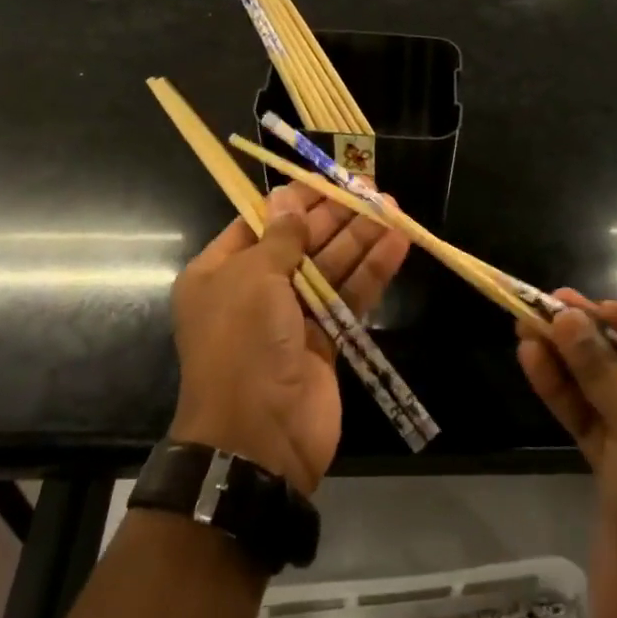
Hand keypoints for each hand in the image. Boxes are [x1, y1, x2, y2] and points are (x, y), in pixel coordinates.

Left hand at [170, 185, 409, 496]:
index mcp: (219, 273)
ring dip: (360, 238)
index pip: (259, 224)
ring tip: (392, 207)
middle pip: (299, 243)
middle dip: (334, 216)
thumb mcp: (253, 278)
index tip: (327, 179)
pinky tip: (397, 243)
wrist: (258, 438)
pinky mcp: (324, 342)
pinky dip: (371, 271)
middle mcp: (252, 292)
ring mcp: (289, 318)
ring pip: (329, 268)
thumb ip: (281, 237)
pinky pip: (348, 298)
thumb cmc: (243, 343)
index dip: (294, 201)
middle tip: (370, 188)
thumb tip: (288, 197)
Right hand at [518, 294, 616, 617]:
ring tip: (529, 322)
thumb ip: (600, 370)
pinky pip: (597, 422)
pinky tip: (532, 361)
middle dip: (602, 337)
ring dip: (574, 361)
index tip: (607, 312)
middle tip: (556, 305)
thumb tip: (565, 315)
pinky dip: (567, 394)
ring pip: (615, 393)